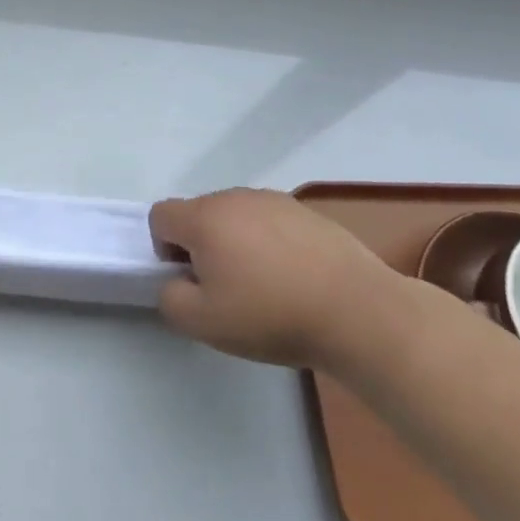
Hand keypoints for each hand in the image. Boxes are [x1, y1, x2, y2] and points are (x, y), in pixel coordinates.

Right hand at [150, 188, 398, 368]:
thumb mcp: (203, 323)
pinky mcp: (308, 212)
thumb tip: (176, 282)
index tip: (190, 279)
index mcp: (204, 217)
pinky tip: (294, 278)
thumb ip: (170, 298)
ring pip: (236, 217)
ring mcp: (275, 200)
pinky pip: (271, 222)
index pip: (160, 215)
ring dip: (236, 243)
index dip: (164, 248)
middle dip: (201, 245)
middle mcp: (235, 198)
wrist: (359, 312)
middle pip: (199, 214)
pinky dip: (271, 244)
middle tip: (225, 287)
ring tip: (264, 284)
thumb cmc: (271, 315)